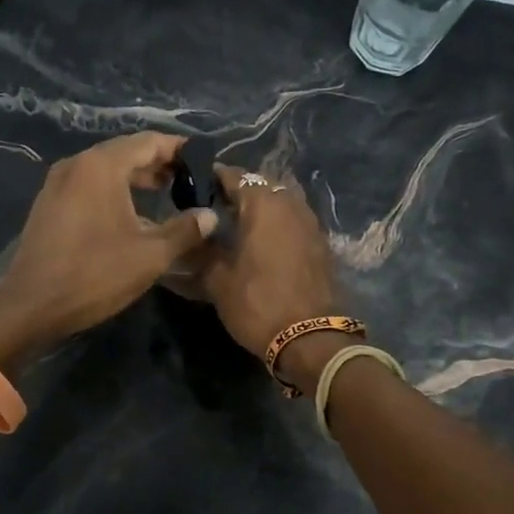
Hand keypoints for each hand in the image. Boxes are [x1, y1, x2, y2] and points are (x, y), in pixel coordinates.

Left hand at [0, 133, 217, 363]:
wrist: (31, 305)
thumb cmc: (95, 274)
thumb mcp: (150, 254)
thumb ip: (185, 230)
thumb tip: (210, 216)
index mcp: (102, 166)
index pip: (149, 142)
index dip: (180, 150)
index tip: (204, 161)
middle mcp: (77, 164)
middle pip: (126, 152)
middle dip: (159, 164)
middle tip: (189, 180)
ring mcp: (58, 183)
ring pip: (106, 169)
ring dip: (136, 178)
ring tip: (166, 194)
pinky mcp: (49, 204)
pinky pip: (89, 185)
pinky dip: (114, 191)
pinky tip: (132, 214)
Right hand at [196, 166, 346, 382]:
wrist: (311, 337)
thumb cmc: (258, 303)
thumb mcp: (218, 280)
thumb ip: (202, 251)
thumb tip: (192, 236)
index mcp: (263, 204)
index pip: (236, 176)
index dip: (215, 178)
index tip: (197, 185)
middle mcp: (291, 204)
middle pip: (262, 185)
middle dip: (240, 191)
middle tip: (217, 207)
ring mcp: (311, 223)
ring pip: (281, 201)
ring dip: (262, 207)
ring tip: (239, 224)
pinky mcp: (321, 243)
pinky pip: (294, 221)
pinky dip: (278, 224)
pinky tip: (263, 242)